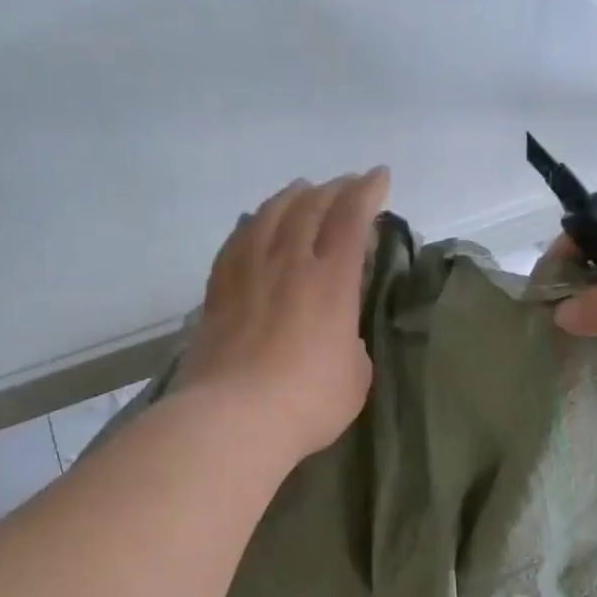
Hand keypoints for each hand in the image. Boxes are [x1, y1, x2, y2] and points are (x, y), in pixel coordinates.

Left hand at [180, 168, 390, 462]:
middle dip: (333, 189)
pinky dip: (252, 224)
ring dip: (291, 197)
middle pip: (310, 207)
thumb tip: (337, 334)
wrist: (234, 418)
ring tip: (301, 192)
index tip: (379, 177)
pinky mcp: (217, 291)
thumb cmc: (308, 402)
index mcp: (331, 280)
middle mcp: (288, 263)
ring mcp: (247, 273)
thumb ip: (350, 343)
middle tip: (346, 185)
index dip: (368, 191)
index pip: (351, 218)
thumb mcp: (355, 376)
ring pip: (268, 215)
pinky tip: (254, 224)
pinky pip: (236, 241)